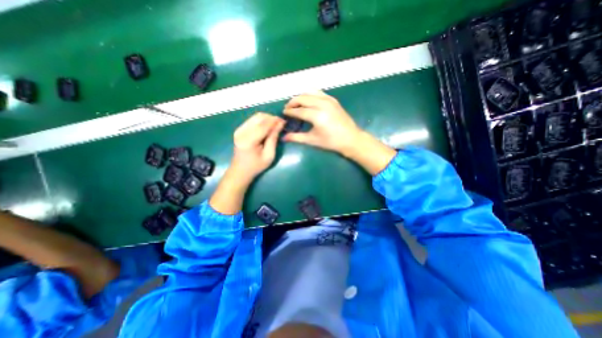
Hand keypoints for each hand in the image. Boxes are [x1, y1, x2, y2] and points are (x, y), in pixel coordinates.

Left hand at [231, 112, 286, 182]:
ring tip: (275, 124)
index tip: (284, 121)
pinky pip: (252, 120)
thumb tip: (279, 125)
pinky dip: (261, 120)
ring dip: (266, 118)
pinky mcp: (239, 129)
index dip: (274, 121)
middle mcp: (242, 132)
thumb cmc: (256, 166)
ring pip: (255, 116)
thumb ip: (273, 139)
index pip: (263, 125)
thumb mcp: (269, 155)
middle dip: (271, 118)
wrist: (240, 170)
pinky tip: (267, 126)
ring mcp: (239, 129)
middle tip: (280, 123)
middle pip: (259, 117)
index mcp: (249, 140)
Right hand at [286, 90, 398, 173]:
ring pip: (310, 92)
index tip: (284, 113)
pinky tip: (308, 100)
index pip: (298, 111)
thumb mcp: (313, 140)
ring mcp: (328, 100)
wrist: (350, 139)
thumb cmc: (331, 142)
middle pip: (302, 98)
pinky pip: (318, 92)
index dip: (289, 111)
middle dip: (292, 102)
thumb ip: (297, 137)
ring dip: (300, 96)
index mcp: (317, 116)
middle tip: (287, 108)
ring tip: (296, 103)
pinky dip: (310, 94)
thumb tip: (283, 137)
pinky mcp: (333, 99)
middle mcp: (322, 104)